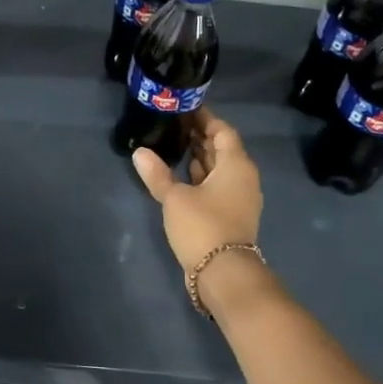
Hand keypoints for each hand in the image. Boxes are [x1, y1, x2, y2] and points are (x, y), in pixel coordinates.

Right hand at [131, 111, 262, 271]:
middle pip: (223, 149)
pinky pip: (218, 186)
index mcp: (236, 164)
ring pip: (220, 169)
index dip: (205, 119)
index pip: (222, 131)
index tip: (184, 110)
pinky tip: (181, 176)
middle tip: (174, 126)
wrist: (223, 273)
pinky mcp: (232, 215)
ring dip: (201, 158)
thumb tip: (139, 152)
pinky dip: (202, 177)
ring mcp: (240, 198)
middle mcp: (243, 177)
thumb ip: (157, 174)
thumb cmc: (202, 226)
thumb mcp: (175, 198)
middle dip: (200, 137)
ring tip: (174, 146)